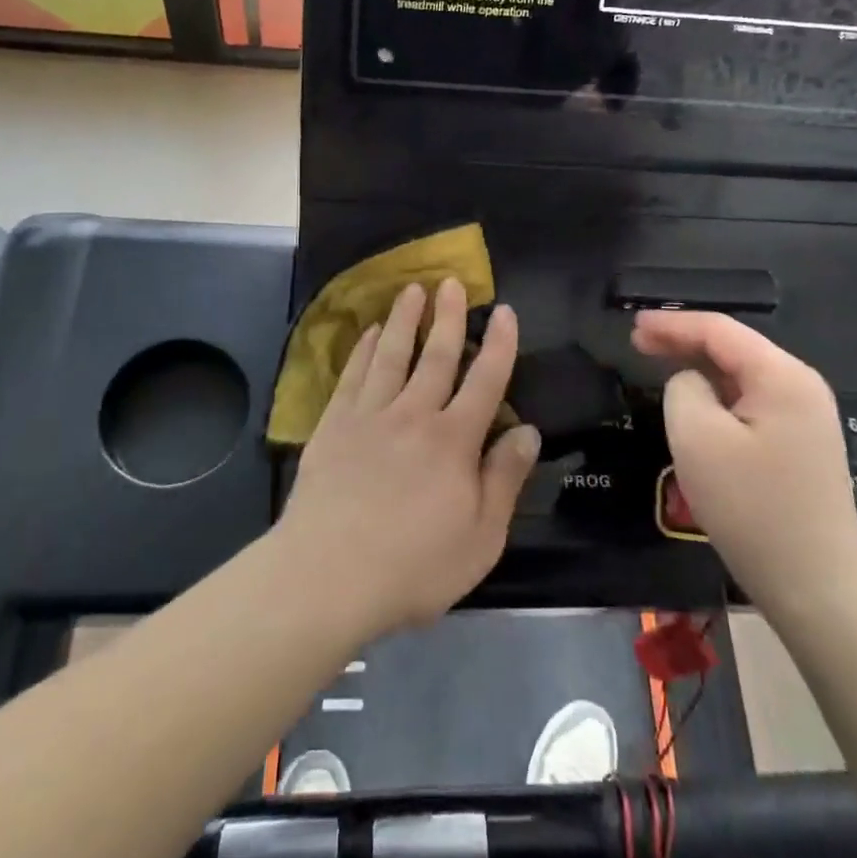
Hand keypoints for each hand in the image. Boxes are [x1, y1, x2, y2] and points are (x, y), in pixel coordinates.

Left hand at [276, 279, 540, 639]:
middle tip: (452, 282)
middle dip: (448, 316)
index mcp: (454, 440)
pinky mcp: (334, 426)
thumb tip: (529, 430)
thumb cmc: (413, 566)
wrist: (327, 575)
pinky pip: (352, 377)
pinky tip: (367, 334)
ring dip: (404, 320)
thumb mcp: (480, 538)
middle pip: (436, 356)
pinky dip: (361, 351)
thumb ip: (505, 479)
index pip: (486, 380)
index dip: (499, 343)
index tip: (504, 310)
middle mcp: (414, 415)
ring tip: (412, 290)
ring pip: (391, 355)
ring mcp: (369, 416)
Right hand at [632, 311, 856, 619]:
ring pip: (741, 376)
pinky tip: (696, 405)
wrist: (817, 586)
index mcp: (782, 375)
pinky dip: (718, 395)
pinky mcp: (801, 445)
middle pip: (733, 347)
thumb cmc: (752, 507)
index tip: (632, 326)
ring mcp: (806, 417)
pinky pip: (751, 403)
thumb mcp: (697, 438)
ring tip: (660, 367)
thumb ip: (682, 388)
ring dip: (700, 369)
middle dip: (684, 342)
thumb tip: (690, 382)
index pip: (719, 330)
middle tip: (638, 344)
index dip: (672, 323)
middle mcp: (800, 386)